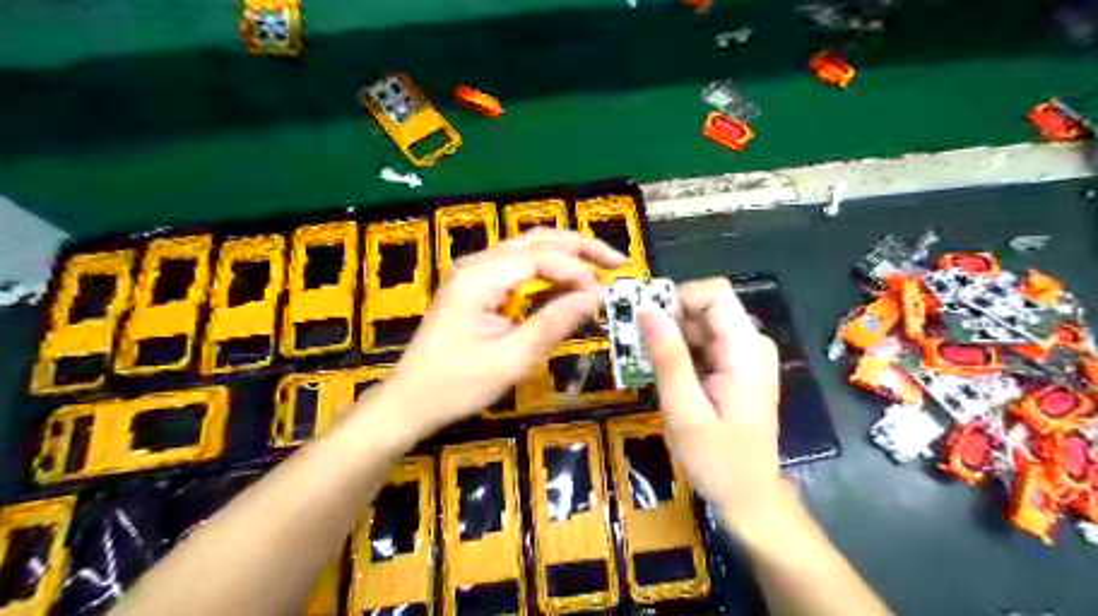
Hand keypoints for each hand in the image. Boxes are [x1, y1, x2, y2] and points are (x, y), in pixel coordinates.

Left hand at [366, 230, 619, 438]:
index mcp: (479, 277)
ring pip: (528, 249)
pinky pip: (518, 268)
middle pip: (536, 240)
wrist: (409, 402)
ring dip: (566, 256)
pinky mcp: (476, 287)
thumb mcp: (510, 360)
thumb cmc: (456, 386)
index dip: (578, 272)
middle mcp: (476, 264)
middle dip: (579, 247)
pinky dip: (548, 272)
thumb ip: (553, 324)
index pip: (541, 257)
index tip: (604, 296)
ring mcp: (474, 273)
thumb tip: (596, 298)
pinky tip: (568, 284)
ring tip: (601, 269)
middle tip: (618, 262)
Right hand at [641, 280, 793, 534]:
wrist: (749, 497)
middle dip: (667, 319)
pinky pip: (702, 343)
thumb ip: (668, 358)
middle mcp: (750, 343)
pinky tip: (660, 373)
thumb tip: (646, 309)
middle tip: (635, 346)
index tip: (645, 321)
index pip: (714, 294)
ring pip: (700, 324)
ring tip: (643, 362)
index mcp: (746, 350)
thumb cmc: (719, 461)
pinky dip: (677, 352)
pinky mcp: (734, 367)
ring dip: (668, 337)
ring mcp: (744, 355)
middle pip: (705, 307)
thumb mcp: (686, 411)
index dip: (677, 298)